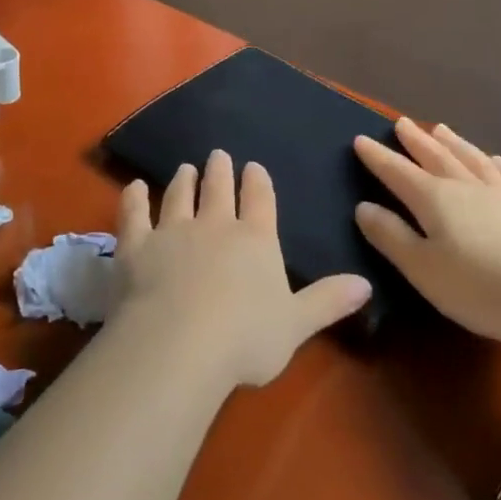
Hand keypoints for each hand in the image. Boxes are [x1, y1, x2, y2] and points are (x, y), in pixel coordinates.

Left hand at [116, 150, 370, 388]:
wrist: (179, 344)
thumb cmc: (245, 338)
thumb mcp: (297, 324)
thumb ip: (329, 301)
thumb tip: (367, 283)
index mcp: (255, 239)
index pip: (260, 200)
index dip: (258, 182)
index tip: (253, 167)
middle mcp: (214, 225)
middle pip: (218, 189)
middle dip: (219, 170)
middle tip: (218, 155)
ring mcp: (172, 231)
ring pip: (178, 196)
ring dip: (183, 180)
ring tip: (185, 168)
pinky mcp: (136, 245)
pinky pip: (134, 214)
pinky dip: (133, 198)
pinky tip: (133, 187)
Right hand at [353, 119, 500, 347]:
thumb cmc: (480, 288)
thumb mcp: (422, 269)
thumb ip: (391, 236)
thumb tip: (364, 207)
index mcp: (434, 199)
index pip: (397, 172)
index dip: (377, 157)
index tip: (360, 139)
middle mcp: (467, 188)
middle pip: (436, 157)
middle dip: (415, 140)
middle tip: (401, 123)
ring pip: (474, 160)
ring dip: (455, 143)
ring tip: (441, 129)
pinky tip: (500, 161)